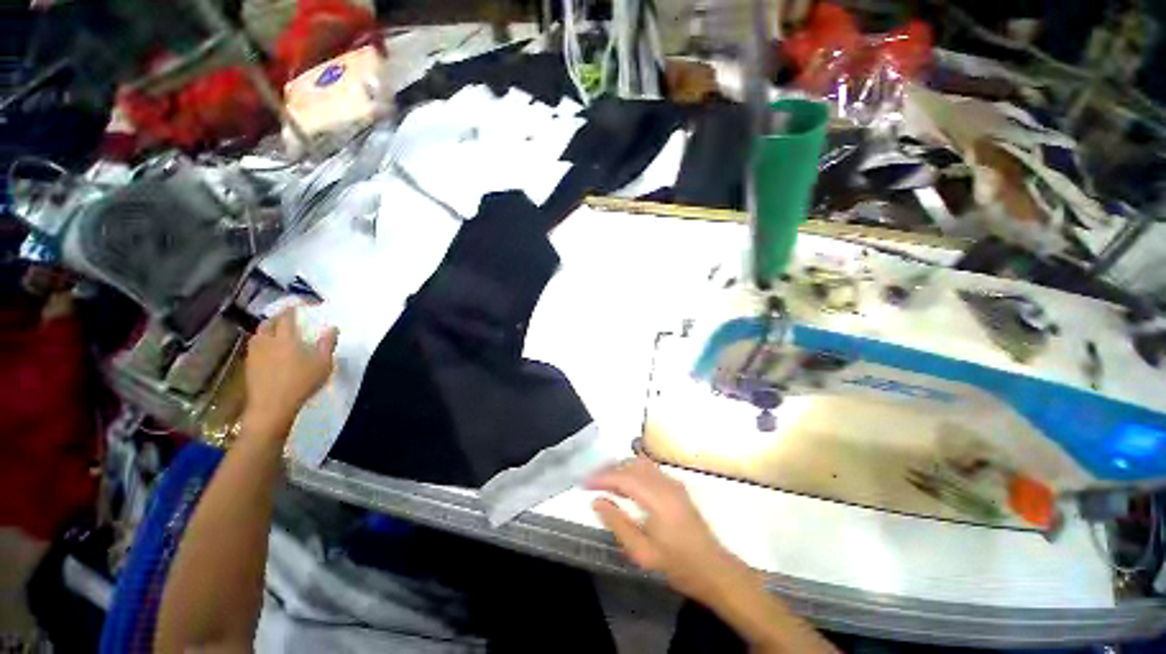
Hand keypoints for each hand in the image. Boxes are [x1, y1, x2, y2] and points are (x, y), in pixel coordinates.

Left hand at [243, 307, 337, 439]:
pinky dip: (264, 343)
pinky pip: (256, 347)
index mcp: (285, 337)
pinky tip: (271, 351)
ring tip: (279, 334)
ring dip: (269, 330)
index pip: (287, 316)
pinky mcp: (249, 365)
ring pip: (259, 334)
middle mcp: (267, 341)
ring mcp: (255, 353)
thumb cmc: (301, 382)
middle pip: (269, 322)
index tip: (301, 305)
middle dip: (278, 317)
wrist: (272, 406)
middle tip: (289, 319)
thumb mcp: (323, 363)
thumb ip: (328, 343)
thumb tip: (332, 328)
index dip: (294, 308)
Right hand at [588, 456, 750, 604]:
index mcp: (657, 498)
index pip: (623, 477)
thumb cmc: (677, 564)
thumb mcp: (642, 552)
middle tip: (591, 481)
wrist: (713, 569)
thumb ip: (618, 523)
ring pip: (640, 463)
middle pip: (631, 465)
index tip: (584, 483)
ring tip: (604, 480)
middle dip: (608, 469)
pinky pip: (649, 468)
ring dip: (620, 467)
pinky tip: (625, 482)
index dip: (601, 477)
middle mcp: (665, 483)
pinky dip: (632, 469)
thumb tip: (597, 502)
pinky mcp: (676, 485)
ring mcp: (672, 482)